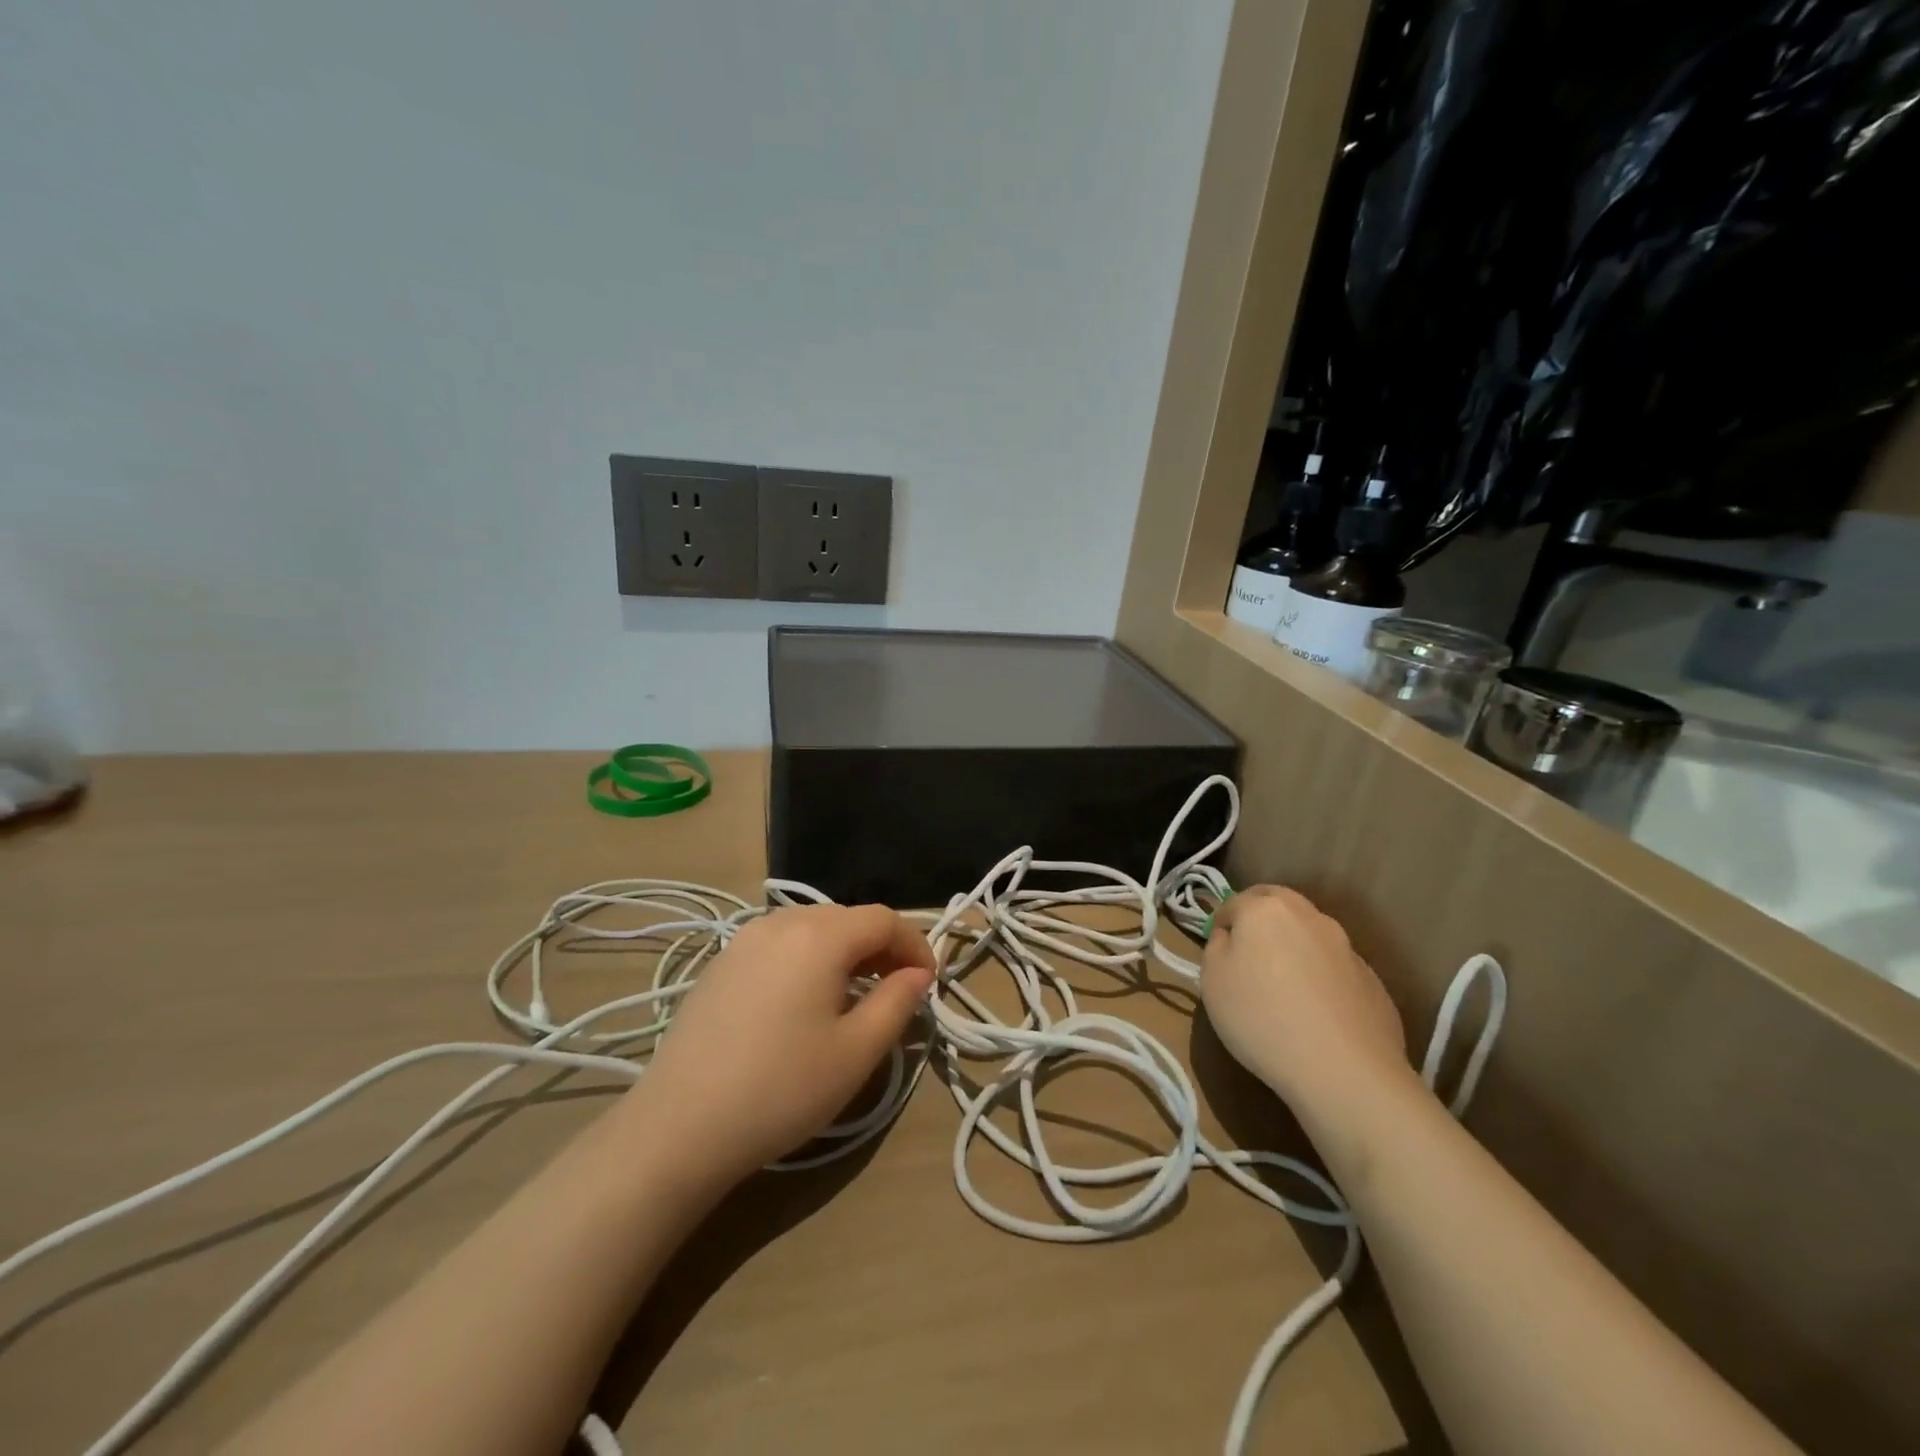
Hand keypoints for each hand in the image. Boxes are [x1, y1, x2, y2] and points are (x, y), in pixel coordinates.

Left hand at [624, 904, 935, 1183]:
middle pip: (847, 918)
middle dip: (881, 947)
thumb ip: (897, 1002)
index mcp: (820, 935)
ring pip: (812, 928)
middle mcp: (781, 921)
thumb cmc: (781, 1088)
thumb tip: (918, 974)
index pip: (884, 919)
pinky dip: (808, 959)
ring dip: (844, 952)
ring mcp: (744, 940)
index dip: (915, 945)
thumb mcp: (856, 1052)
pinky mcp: (721, 963)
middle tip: (897, 990)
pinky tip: (804, 1001)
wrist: (679, 1126)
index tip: (929, 983)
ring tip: (854, 994)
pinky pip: (780, 944)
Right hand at [1200, 886, 1410, 1115]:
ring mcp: (1347, 947)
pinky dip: (1321, 978)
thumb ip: (1217, 947)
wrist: (1344, 1070)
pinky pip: (1335, 968)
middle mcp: (1309, 917)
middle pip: (1278, 906)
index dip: (1221, 925)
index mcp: (1266, 909)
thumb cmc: (1262, 1018)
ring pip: (1309, 935)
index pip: (1234, 902)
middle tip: (1248, 958)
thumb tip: (1231, 938)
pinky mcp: (1372, 980)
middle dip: (1260, 922)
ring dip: (1294, 949)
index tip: (1217, 953)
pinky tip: (1315, 1014)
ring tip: (1285, 990)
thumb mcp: (1213, 981)